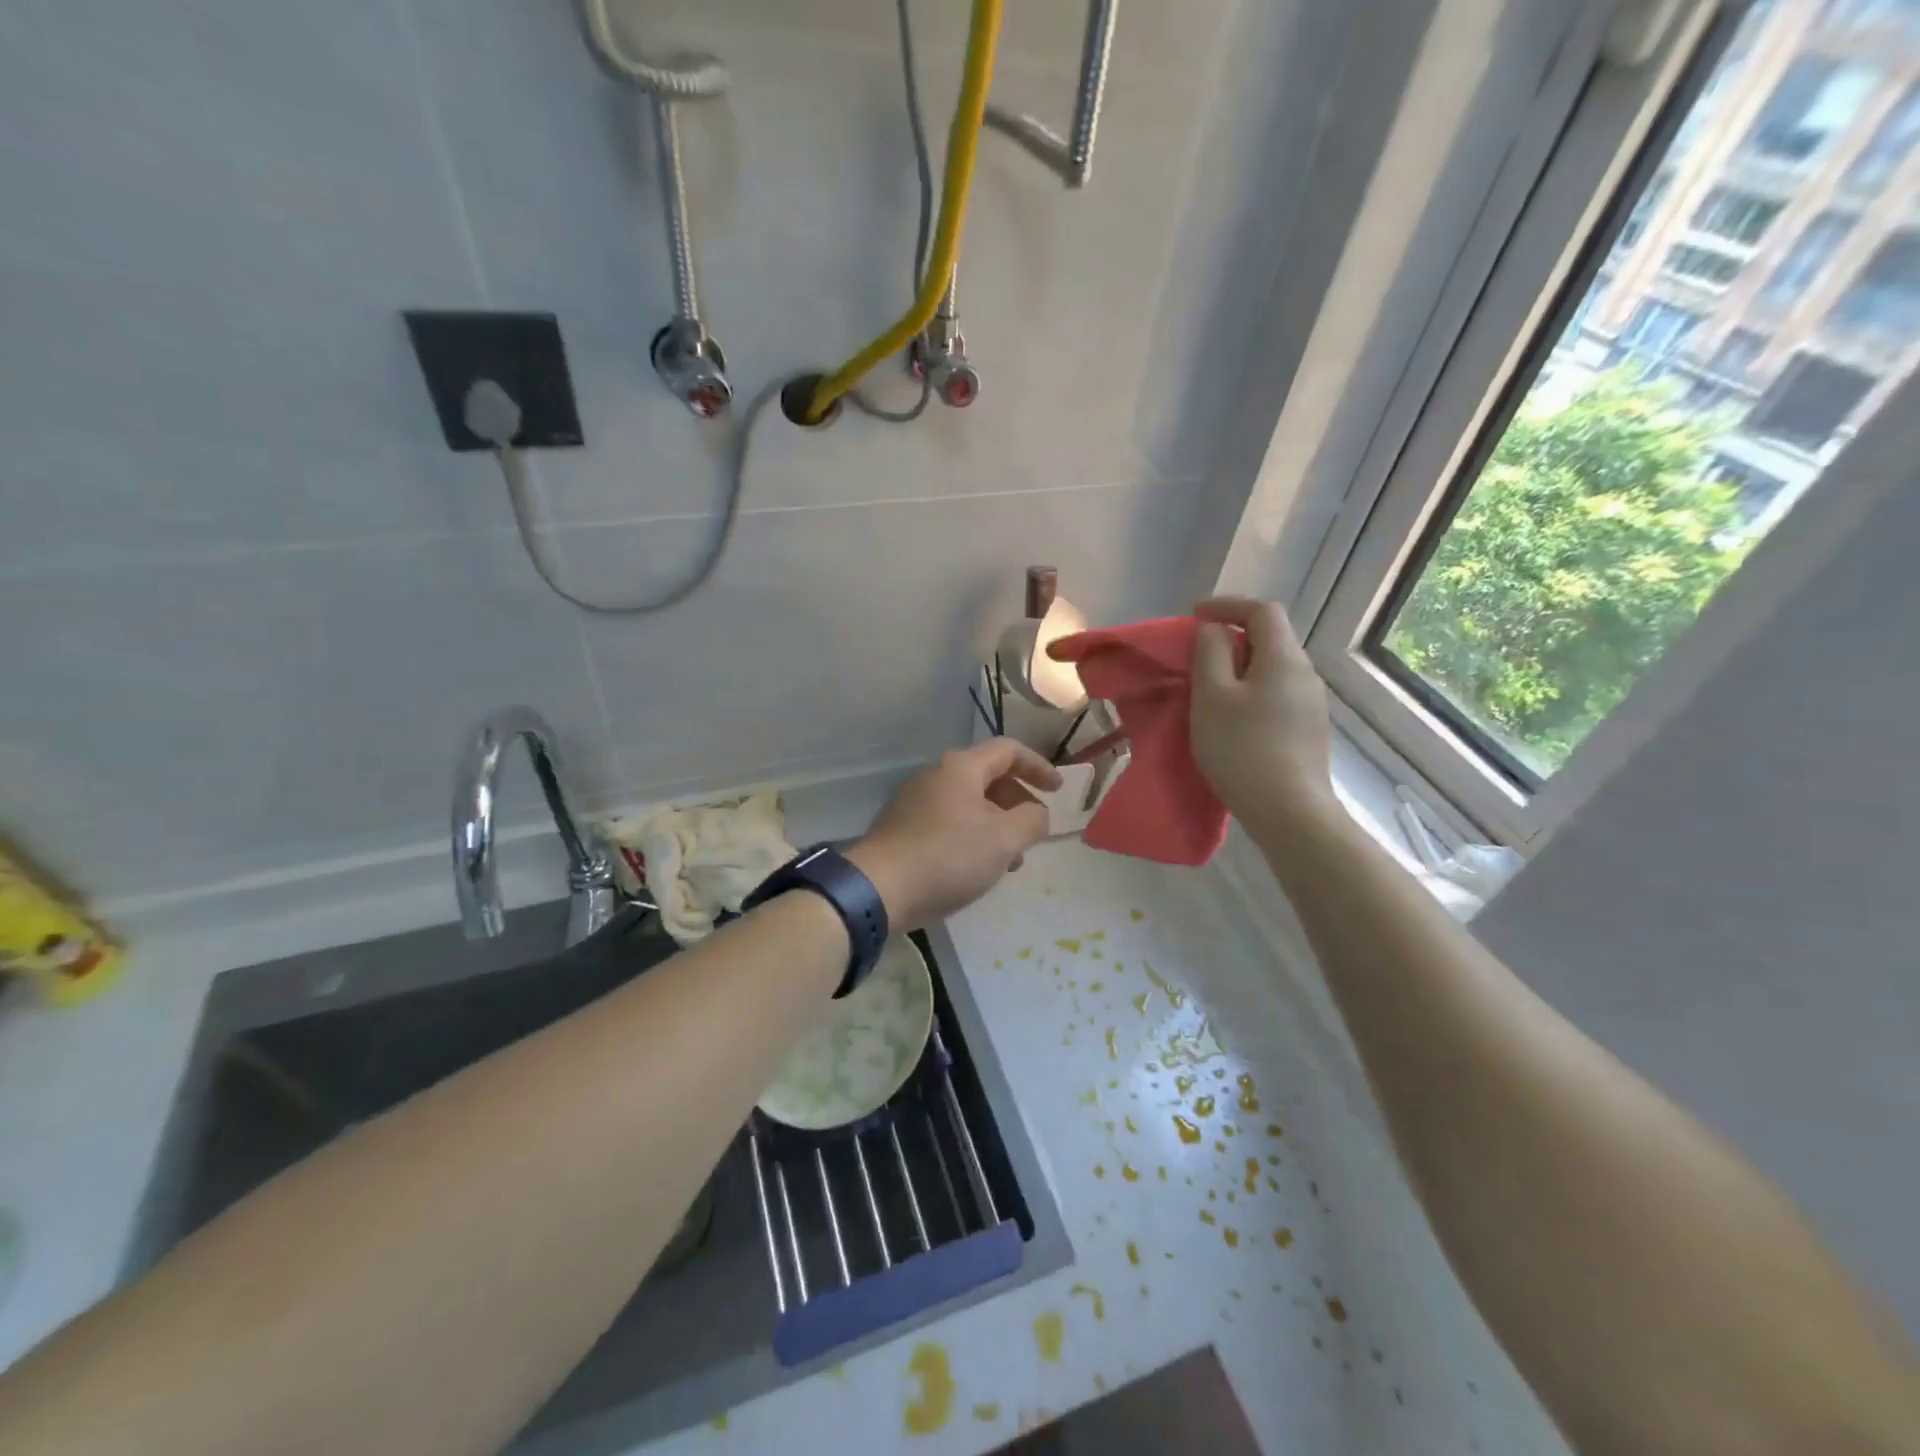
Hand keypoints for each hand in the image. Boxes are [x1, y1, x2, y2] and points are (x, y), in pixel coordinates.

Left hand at [848, 739, 1061, 927]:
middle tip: (1034, 831)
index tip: (1058, 791)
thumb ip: (1032, 820)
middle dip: (1018, 802)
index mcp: (961, 768)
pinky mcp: (903, 828)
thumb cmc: (948, 857)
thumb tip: (1037, 813)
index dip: (1038, 767)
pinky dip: (972, 836)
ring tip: (1010, 860)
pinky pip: (948, 823)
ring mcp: (915, 802)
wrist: (878, 889)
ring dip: (996, 825)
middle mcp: (935, 776)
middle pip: (988, 777)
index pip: (1009, 750)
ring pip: (969, 804)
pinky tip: (977, 869)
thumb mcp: (1004, 839)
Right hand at [1190, 597, 1336, 832]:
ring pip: (1273, 669)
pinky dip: (1251, 692)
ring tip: (1209, 689)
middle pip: (1270, 639)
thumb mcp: (1212, 697)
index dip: (1227, 605)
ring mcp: (1312, 704)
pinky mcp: (1309, 730)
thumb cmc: (1242, 749)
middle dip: (1232, 638)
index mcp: (1284, 658)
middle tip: (1196, 655)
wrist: (1289, 812)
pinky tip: (1233, 719)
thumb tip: (1214, 631)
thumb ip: (1210, 654)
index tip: (1194, 616)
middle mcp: (1306, 674)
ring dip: (1240, 668)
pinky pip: (1277, 694)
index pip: (1262, 611)